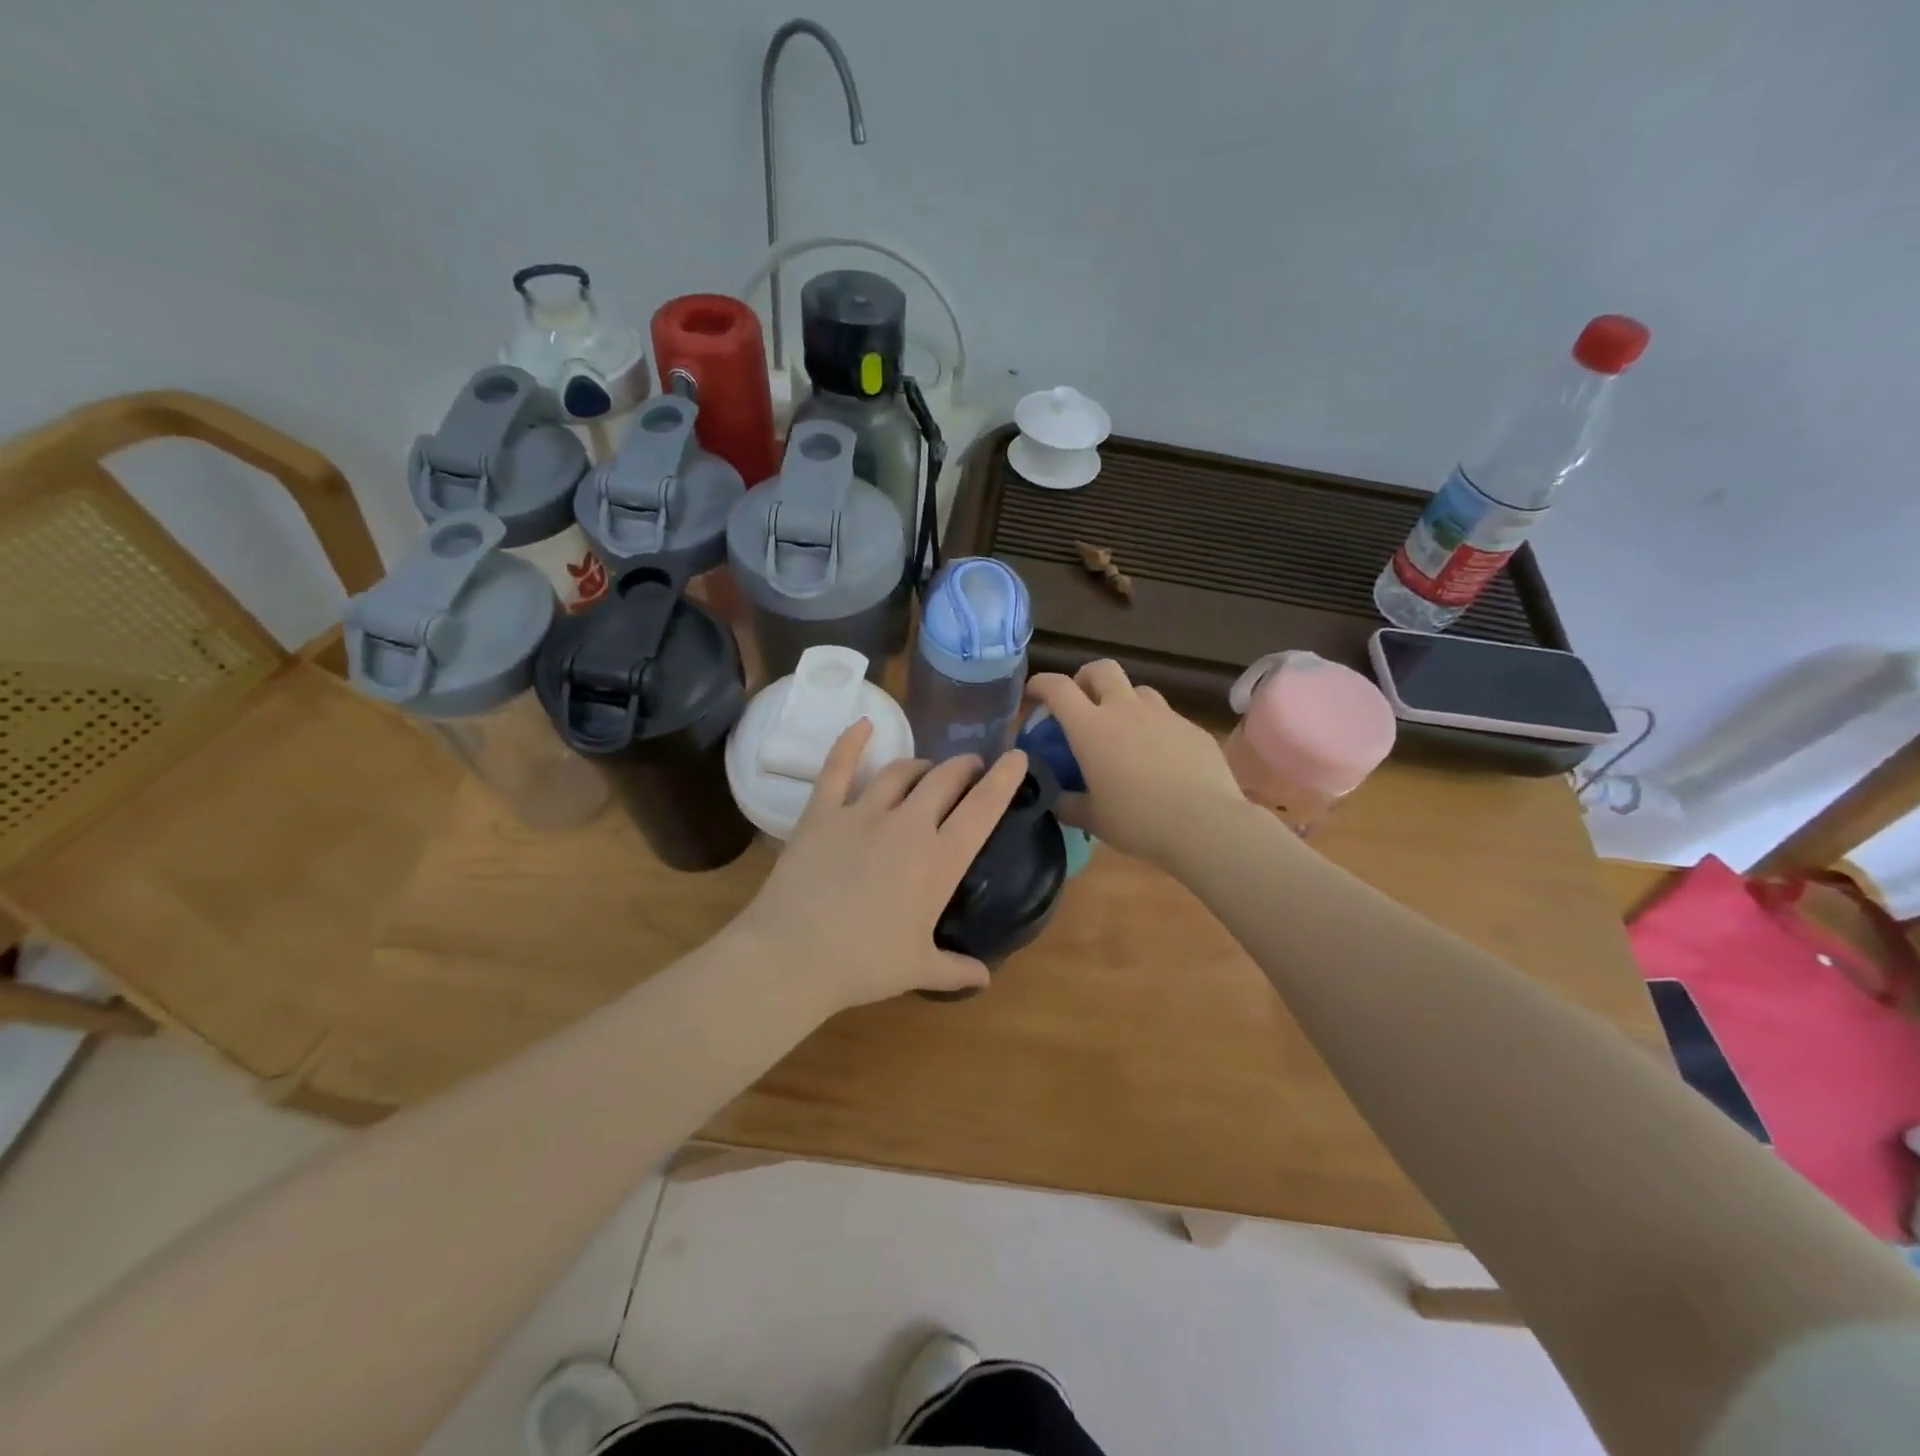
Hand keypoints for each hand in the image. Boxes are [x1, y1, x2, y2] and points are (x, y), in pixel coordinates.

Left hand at [739, 720, 1029, 1010]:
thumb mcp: (919, 969)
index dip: (1004, 779)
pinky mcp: (823, 811)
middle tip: (970, 768)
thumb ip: (957, 969)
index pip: (983, 808)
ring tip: (927, 769)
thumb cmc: (864, 965)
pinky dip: (851, 742)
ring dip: (921, 765)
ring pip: (901, 771)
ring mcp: (863, 813)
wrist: (794, 956)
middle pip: (945, 779)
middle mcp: (908, 825)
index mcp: (940, 861)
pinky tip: (863, 724)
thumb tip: (985, 979)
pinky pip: (839, 767)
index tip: (1017, 757)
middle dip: (964, 767)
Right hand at [1027, 661, 1249, 867]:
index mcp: (1091, 728)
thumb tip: (1056, 799)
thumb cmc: (1138, 821)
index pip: (1058, 688)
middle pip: (1101, 669)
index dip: (1041, 684)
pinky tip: (1161, 757)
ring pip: (1138, 690)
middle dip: (1086, 678)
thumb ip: (1068, 804)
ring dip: (1124, 701)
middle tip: (1083, 701)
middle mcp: (1125, 710)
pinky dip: (1155, 728)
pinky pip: (1168, 717)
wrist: (1205, 824)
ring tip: (1124, 730)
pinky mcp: (1192, 728)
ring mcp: (1164, 715)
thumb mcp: (1092, 819)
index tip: (1034, 694)